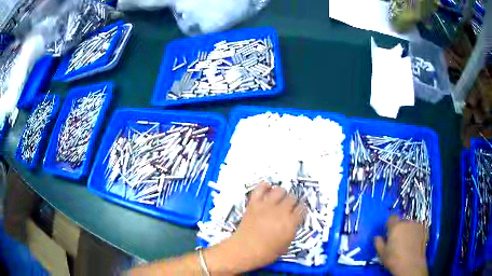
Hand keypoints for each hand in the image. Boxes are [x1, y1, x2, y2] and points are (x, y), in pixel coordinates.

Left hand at [205, 182, 305, 272]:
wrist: (244, 250)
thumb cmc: (266, 253)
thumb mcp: (285, 246)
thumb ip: (291, 231)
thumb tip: (291, 224)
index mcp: (291, 222)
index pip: (302, 209)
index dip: (301, 210)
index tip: (298, 212)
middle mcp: (281, 211)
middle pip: (292, 198)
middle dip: (292, 202)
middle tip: (288, 207)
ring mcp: (267, 205)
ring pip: (279, 190)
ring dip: (281, 194)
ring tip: (278, 199)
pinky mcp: (254, 203)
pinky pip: (261, 188)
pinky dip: (265, 187)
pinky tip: (267, 190)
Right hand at [374, 216, 427, 275]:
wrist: (411, 264)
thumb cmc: (394, 259)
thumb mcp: (382, 253)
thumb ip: (378, 243)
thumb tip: (377, 237)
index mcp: (395, 226)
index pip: (391, 218)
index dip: (389, 225)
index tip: (388, 233)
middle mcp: (407, 222)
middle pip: (401, 222)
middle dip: (399, 229)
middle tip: (397, 240)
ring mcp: (417, 225)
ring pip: (410, 225)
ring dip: (408, 230)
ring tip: (407, 242)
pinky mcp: (424, 229)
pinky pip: (417, 228)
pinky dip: (415, 233)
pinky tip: (414, 242)